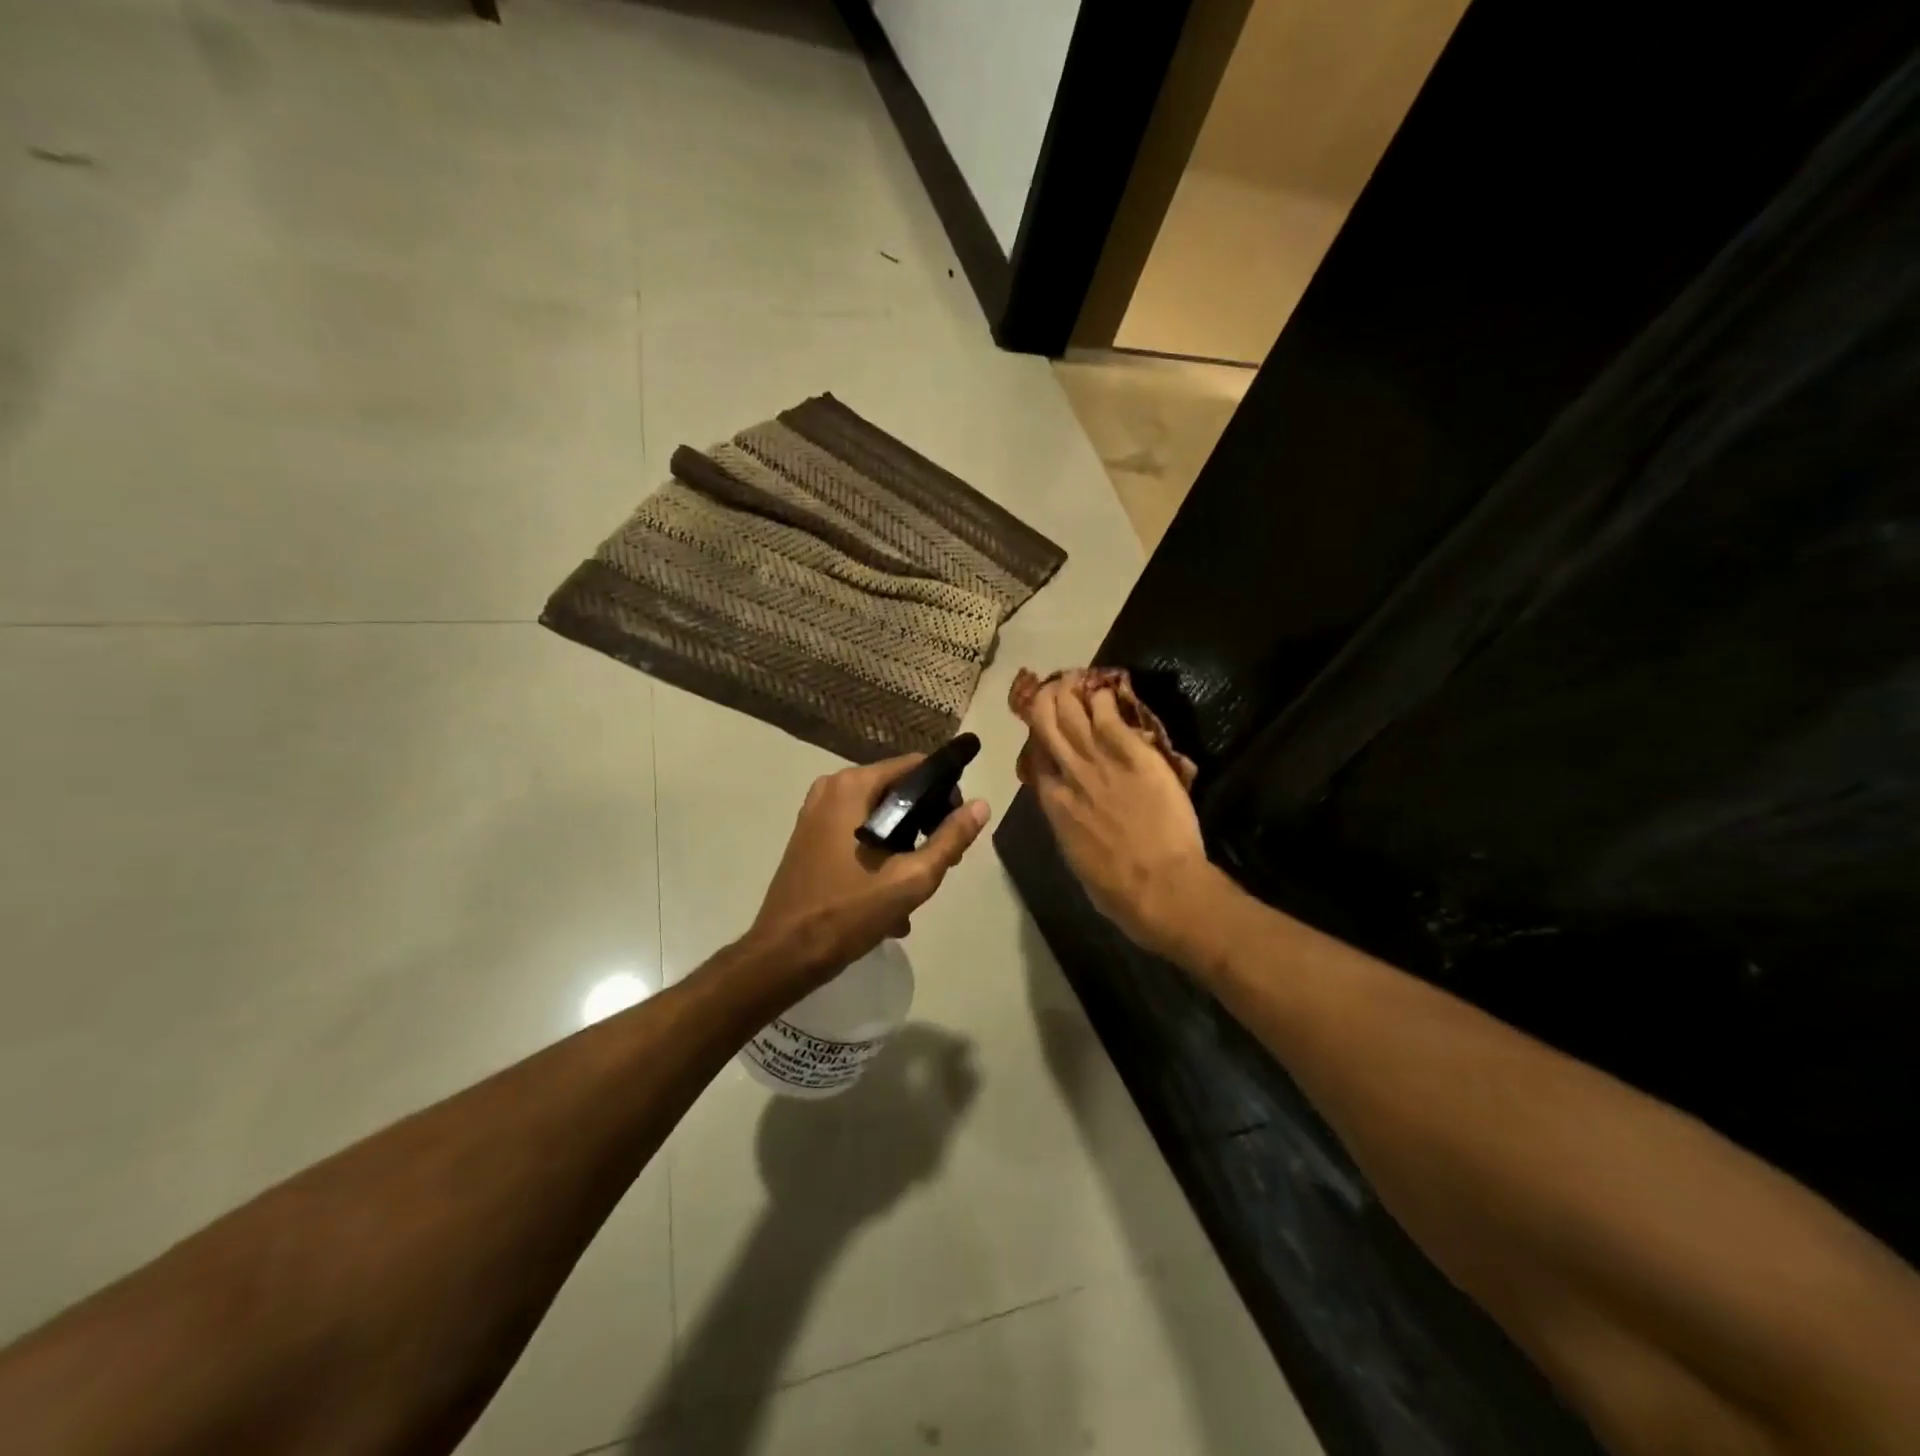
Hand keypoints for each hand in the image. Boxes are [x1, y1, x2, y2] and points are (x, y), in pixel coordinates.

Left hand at [745, 755, 990, 994]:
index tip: (957, 826)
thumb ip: (950, 839)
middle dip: (924, 824)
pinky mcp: (810, 838)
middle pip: (896, 792)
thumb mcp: (911, 878)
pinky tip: (890, 897)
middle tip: (942, 862)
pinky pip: (858, 833)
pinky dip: (878, 855)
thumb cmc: (848, 912)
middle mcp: (831, 789)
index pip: (915, 767)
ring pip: (879, 817)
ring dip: (903, 847)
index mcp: (852, 786)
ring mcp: (816, 814)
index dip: (944, 792)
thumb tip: (981, 805)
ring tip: (918, 886)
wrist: (784, 955)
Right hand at [1018, 682, 1211, 953]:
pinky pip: (1110, 714)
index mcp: (1053, 803)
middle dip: (1047, 701)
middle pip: (1048, 723)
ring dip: (1071, 692)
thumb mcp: (1077, 857)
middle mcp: (1069, 773)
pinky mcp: (1133, 753)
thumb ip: (1068, 824)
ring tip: (1075, 680)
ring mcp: (1100, 760)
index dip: (1037, 736)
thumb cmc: (1117, 889)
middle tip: (1054, 688)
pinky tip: (1105, 690)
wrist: (1160, 886)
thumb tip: (1069, 811)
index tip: (1042, 724)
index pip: (1037, 757)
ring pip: (1073, 711)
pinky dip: (1104, 698)